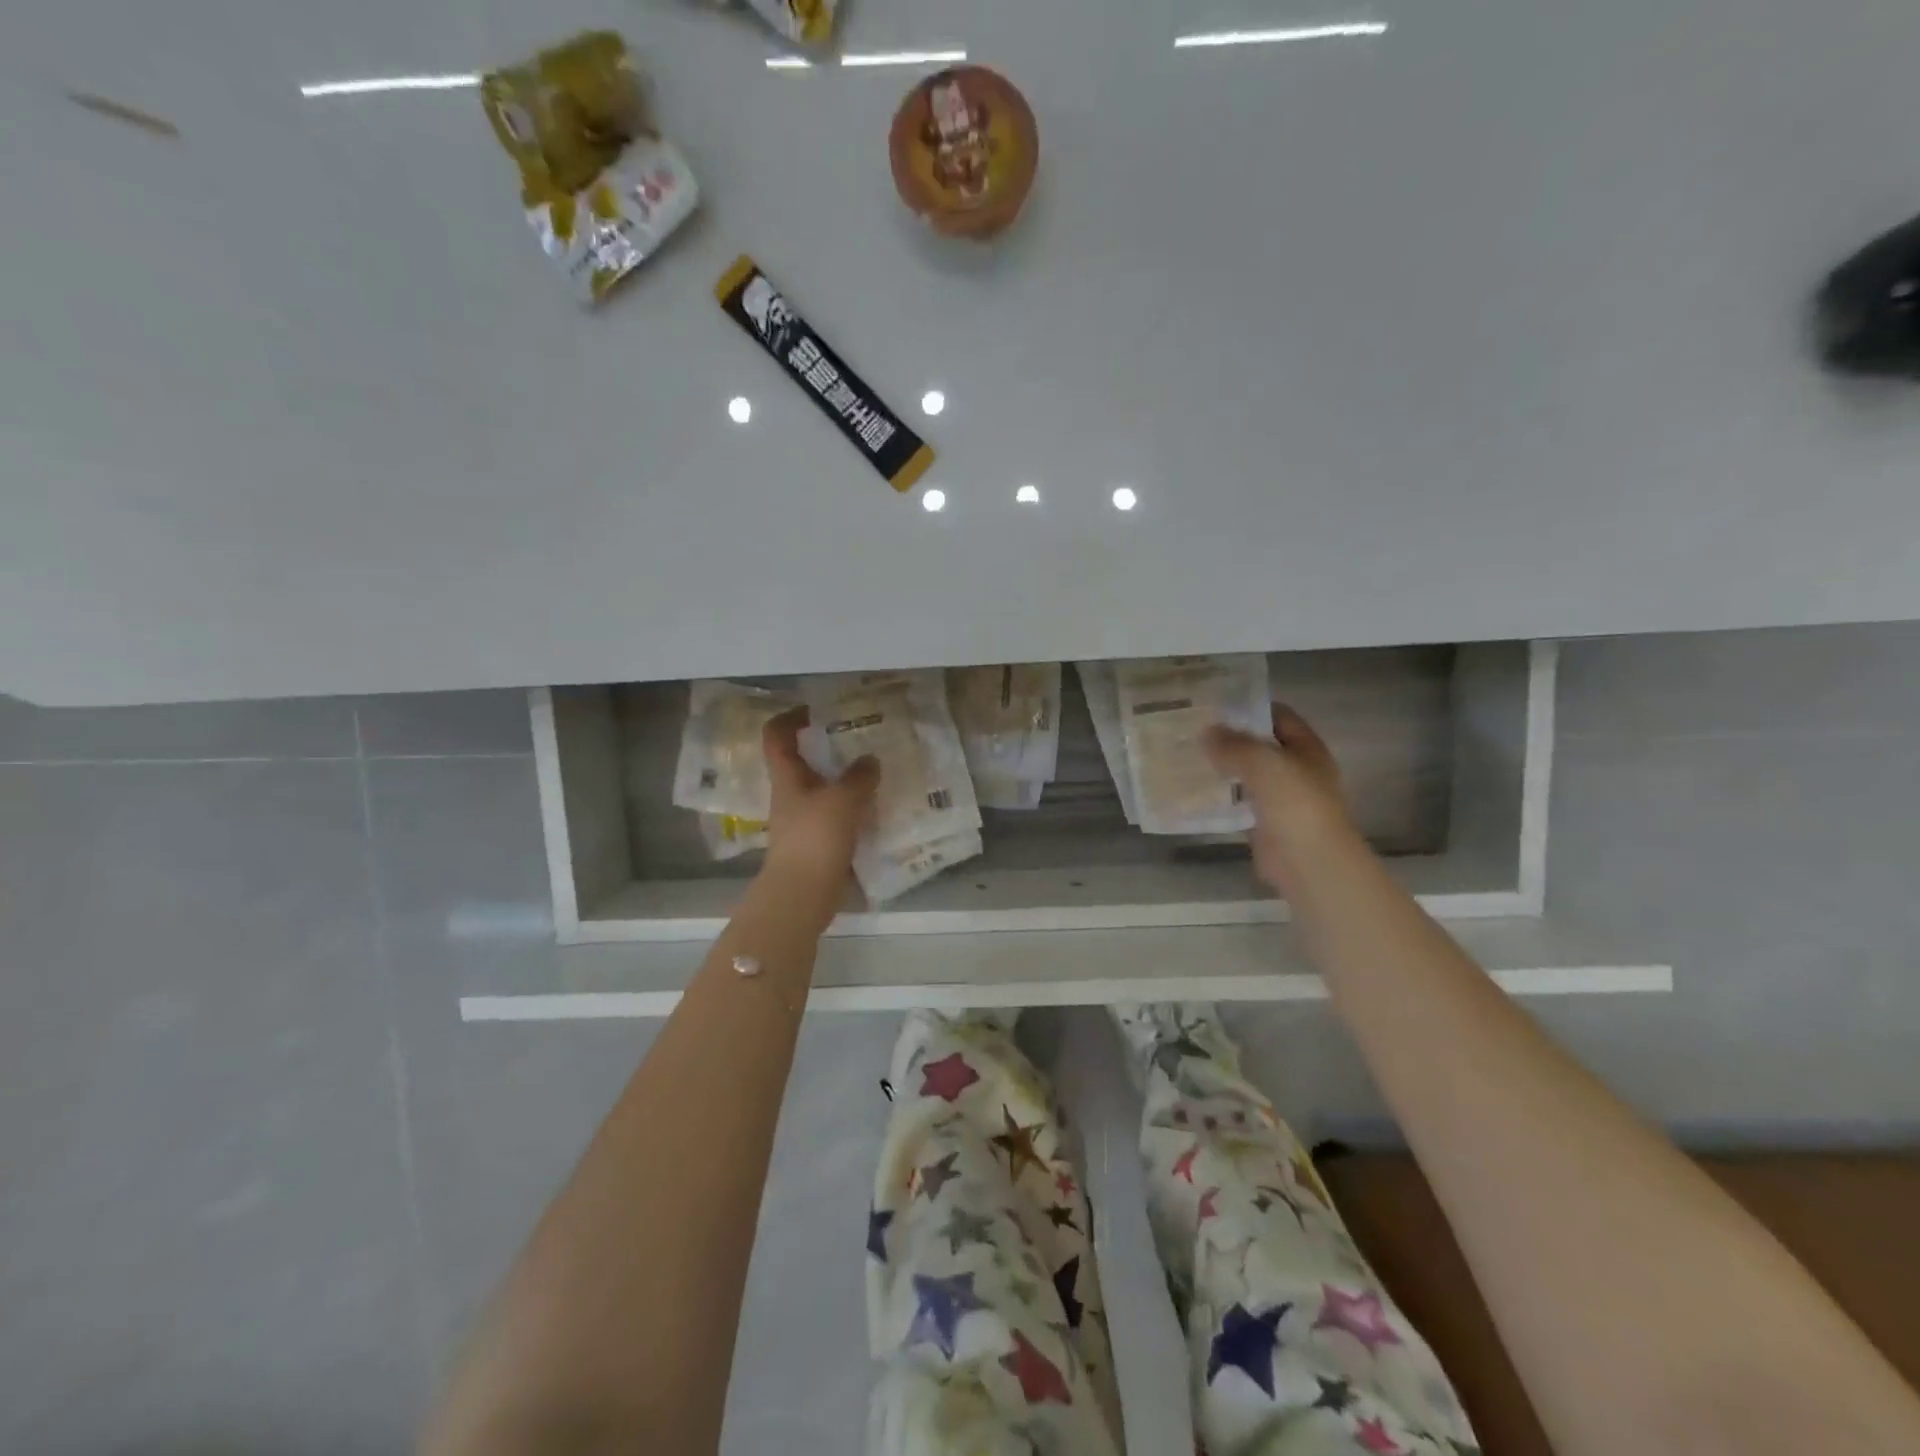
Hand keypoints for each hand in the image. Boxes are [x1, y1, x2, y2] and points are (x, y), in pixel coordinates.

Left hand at [760, 707, 878, 897]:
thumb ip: (858, 776)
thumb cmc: (815, 839)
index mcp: (787, 778)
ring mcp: (803, 822)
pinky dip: (855, 810)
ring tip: (877, 772)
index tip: (816, 709)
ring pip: (823, 790)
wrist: (802, 895)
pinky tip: (878, 809)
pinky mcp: (818, 844)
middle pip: (803, 763)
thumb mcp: (842, 800)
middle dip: (828, 749)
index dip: (790, 717)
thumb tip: (870, 759)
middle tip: (861, 740)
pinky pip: (837, 817)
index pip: (776, 736)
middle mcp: (791, 796)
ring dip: (846, 780)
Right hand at [1204, 704, 1354, 892]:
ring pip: (1248, 775)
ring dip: (1223, 768)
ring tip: (1188, 756)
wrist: (1309, 861)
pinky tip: (1195, 790)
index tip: (1214, 704)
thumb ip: (1233, 744)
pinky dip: (1221, 797)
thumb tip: (1206, 732)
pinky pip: (1239, 803)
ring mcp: (1282, 798)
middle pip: (1261, 745)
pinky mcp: (1265, 824)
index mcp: (1307, 748)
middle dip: (1231, 738)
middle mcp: (1297, 770)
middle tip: (1193, 730)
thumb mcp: (1262, 762)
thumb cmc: (1295, 803)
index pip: (1279, 716)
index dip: (1250, 707)